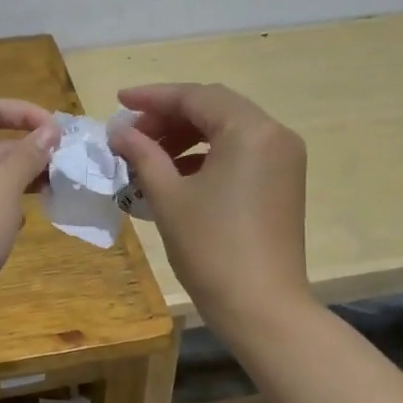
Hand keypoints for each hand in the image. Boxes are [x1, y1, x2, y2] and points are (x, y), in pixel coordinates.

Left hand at [0, 98, 59, 308]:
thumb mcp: (4, 186)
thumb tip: (49, 131)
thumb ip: (28, 155)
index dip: (26, 113)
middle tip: (62, 165)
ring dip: (17, 179)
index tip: (59, 131)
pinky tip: (19, 222)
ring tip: (50, 190)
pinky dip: (0, 204)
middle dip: (26, 151)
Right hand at [110, 83, 308, 331]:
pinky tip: (177, 173)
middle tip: (133, 133)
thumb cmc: (211, 248)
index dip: (153, 97)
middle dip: (170, 116)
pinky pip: (242, 152)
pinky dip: (208, 154)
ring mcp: (284, 159)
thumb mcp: (168, 196)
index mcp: (250, 130)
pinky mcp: (284, 181)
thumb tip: (119, 131)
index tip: (118, 102)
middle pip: (214, 107)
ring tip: (149, 154)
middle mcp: (274, 134)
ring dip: (187, 135)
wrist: (261, 306)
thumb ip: (143, 154)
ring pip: (228, 129)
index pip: (195, 97)